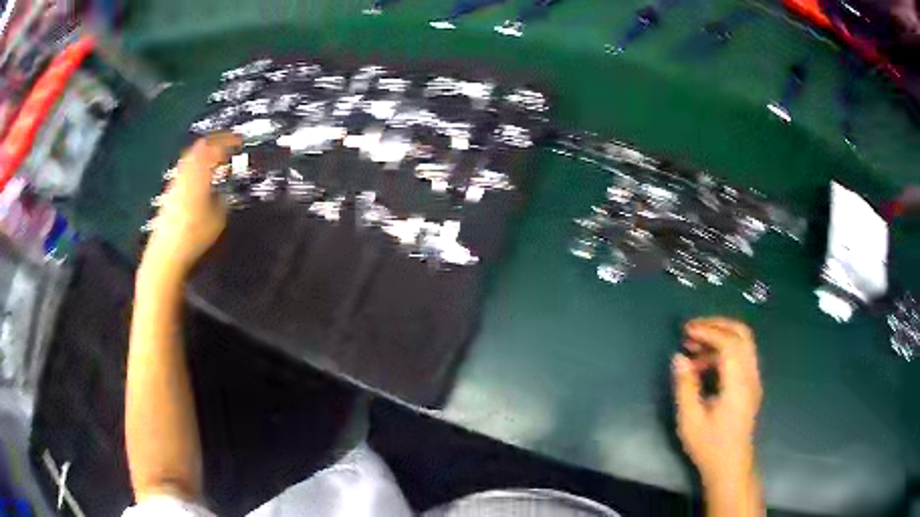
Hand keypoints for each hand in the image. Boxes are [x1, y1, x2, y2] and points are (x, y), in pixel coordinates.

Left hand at [143, 133, 240, 276]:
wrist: (166, 252)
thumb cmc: (194, 237)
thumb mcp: (217, 219)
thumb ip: (222, 200)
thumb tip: (224, 192)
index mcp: (200, 175)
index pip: (216, 148)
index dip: (229, 142)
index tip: (240, 141)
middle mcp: (186, 173)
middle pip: (200, 147)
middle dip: (216, 141)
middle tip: (228, 143)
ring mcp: (176, 181)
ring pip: (190, 156)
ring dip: (204, 151)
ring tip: (214, 155)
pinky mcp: (170, 191)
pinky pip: (184, 167)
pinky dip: (195, 163)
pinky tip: (199, 173)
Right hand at [672, 317, 761, 486]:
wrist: (730, 465)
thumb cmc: (709, 446)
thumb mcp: (690, 420)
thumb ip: (685, 386)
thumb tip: (678, 357)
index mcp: (738, 384)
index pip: (729, 343)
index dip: (708, 332)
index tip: (686, 331)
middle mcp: (750, 376)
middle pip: (742, 334)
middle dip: (717, 325)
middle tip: (693, 329)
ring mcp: (753, 379)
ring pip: (743, 343)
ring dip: (720, 337)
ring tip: (693, 347)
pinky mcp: (750, 385)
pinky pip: (741, 356)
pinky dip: (724, 350)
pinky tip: (704, 364)